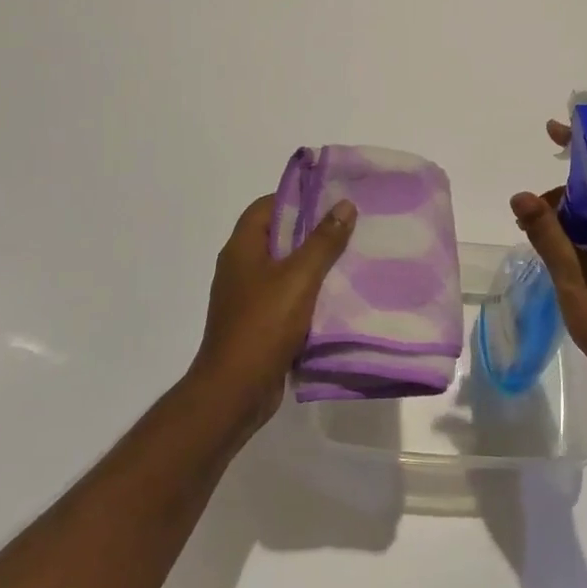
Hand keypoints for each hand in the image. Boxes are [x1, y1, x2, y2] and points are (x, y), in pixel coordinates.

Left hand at [191, 193, 358, 428]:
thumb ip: (323, 241)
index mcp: (242, 248)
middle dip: (312, 230)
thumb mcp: (299, 278)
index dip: (296, 197)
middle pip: (277, 236)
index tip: (330, 196)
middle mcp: (240, 267)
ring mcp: (247, 297)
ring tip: (351, 256)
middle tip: (349, 224)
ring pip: (284, 268)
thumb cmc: (263, 325)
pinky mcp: (258, 323)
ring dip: (313, 263)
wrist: (235, 391)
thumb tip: (344, 204)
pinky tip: (337, 295)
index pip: (266, 206)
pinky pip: (286, 296)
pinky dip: (309, 292)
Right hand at [511, 119, 586, 411]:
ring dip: (562, 219)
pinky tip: (549, 255)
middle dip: (561, 194)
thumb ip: (547, 234)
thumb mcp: (573, 276)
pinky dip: (570, 239)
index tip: (553, 131)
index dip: (582, 147)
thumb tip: (521, 196)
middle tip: (528, 213)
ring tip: (531, 235)